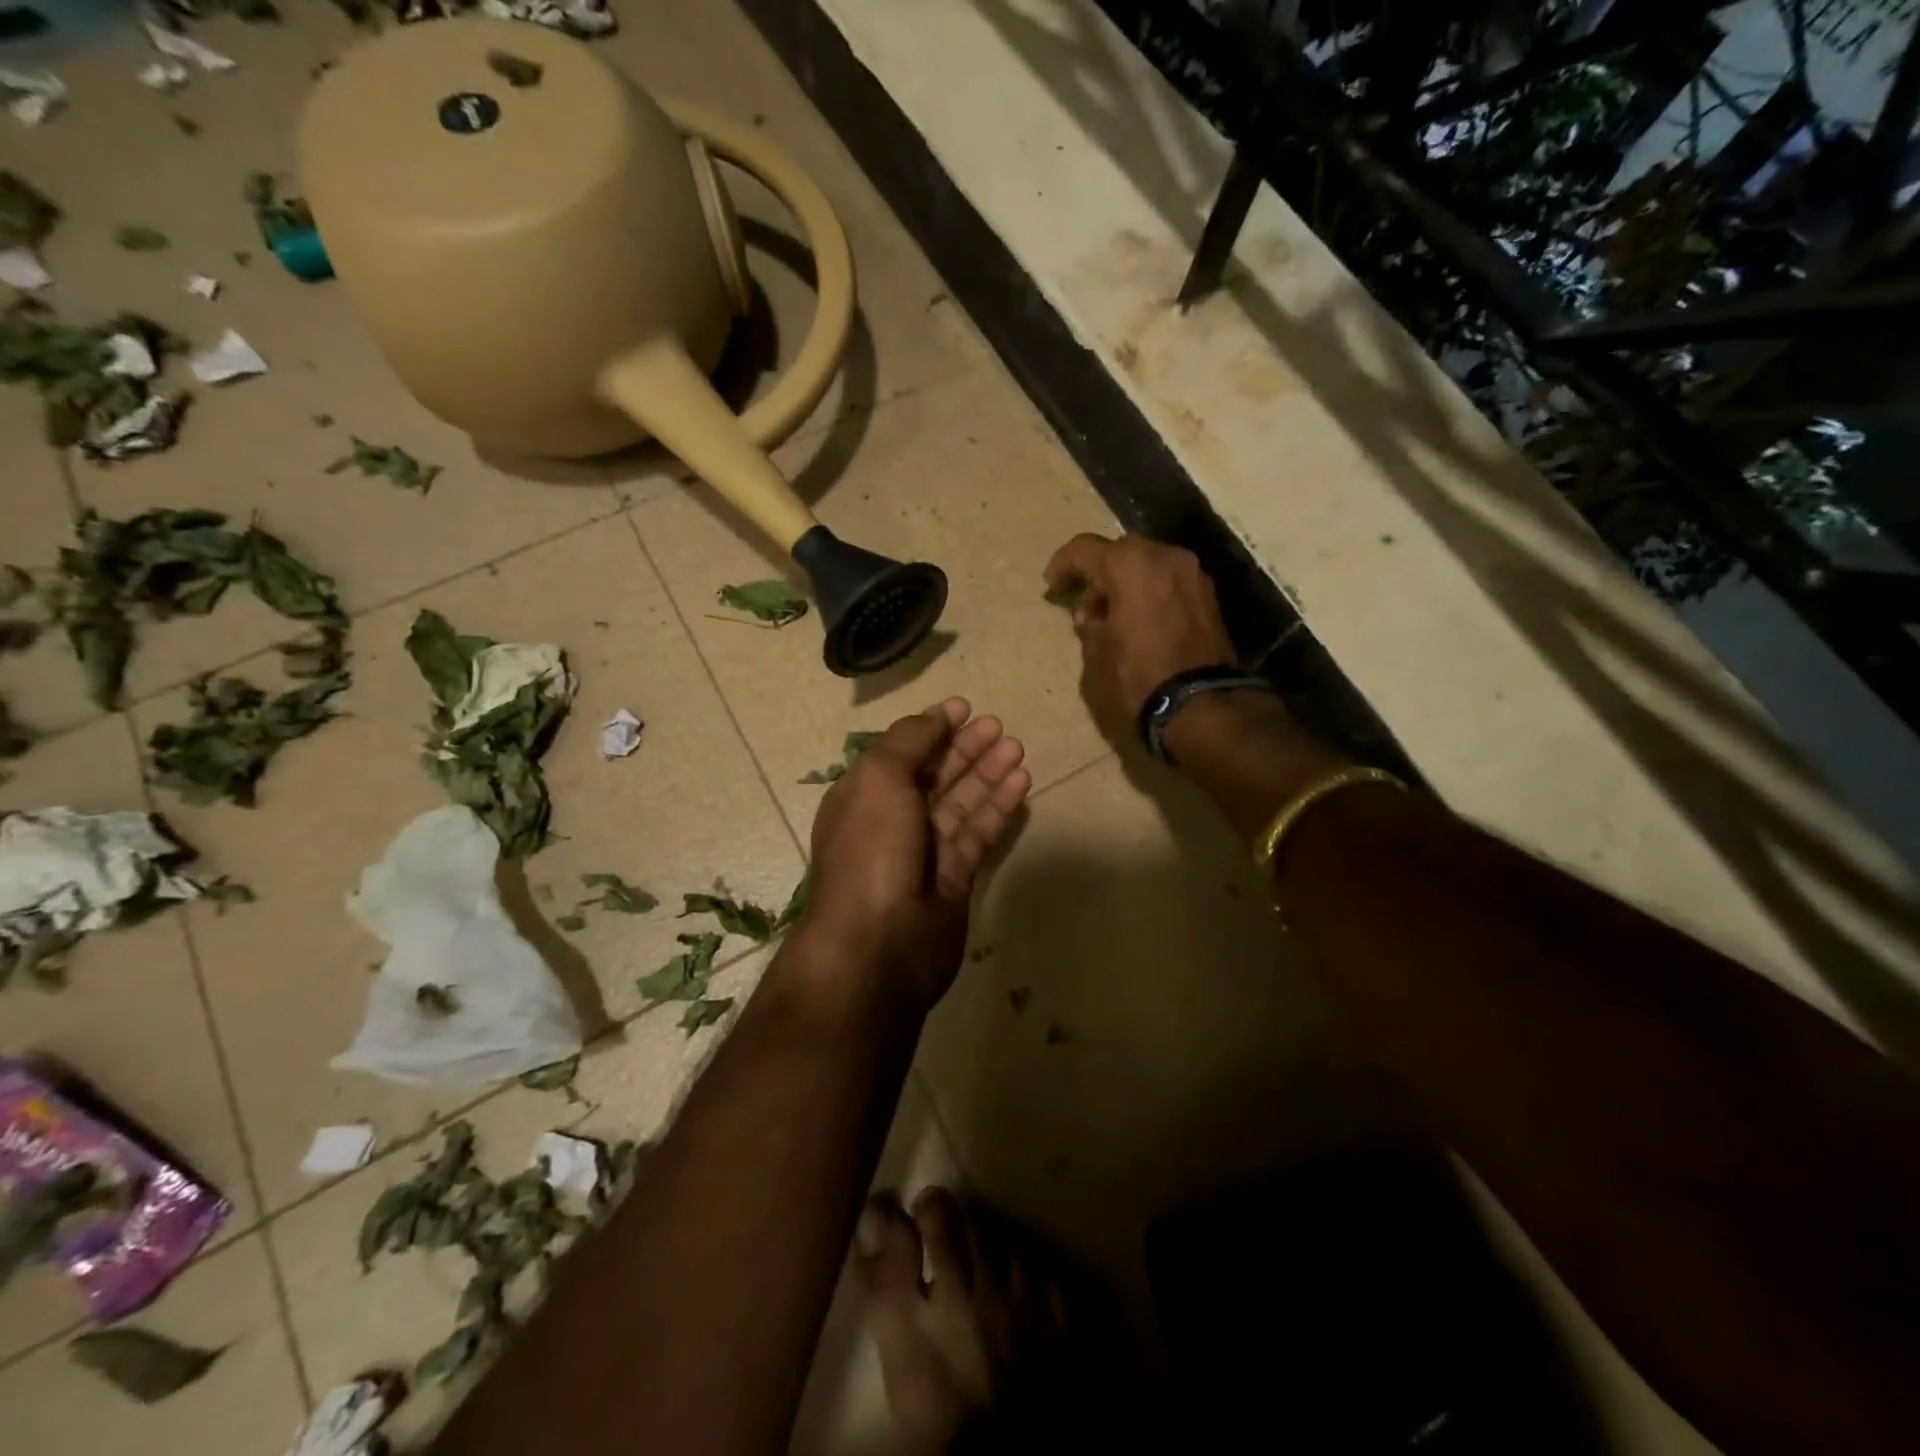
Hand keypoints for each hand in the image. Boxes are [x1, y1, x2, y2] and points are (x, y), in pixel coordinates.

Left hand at [801, 699, 1030, 1008]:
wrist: (878, 945)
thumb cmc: (871, 849)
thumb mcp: (879, 778)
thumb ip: (909, 741)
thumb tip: (936, 716)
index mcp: (864, 795)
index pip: (902, 753)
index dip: (933, 729)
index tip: (965, 708)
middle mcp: (892, 820)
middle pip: (934, 775)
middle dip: (965, 748)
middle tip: (999, 726)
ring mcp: (924, 852)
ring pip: (961, 803)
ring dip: (987, 773)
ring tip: (1017, 748)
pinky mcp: (955, 878)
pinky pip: (979, 834)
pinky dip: (998, 808)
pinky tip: (1021, 783)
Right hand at [1044, 533, 1237, 735]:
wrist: (1200, 706)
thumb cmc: (1137, 678)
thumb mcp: (1096, 656)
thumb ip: (1090, 627)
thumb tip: (1093, 617)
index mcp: (1130, 565)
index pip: (1085, 549)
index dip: (1063, 564)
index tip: (1052, 584)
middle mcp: (1164, 557)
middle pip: (1122, 551)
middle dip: (1100, 571)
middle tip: (1086, 602)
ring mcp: (1192, 575)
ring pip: (1150, 564)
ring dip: (1128, 581)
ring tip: (1114, 614)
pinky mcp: (1209, 597)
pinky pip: (1170, 582)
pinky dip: (1151, 592)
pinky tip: (1141, 620)